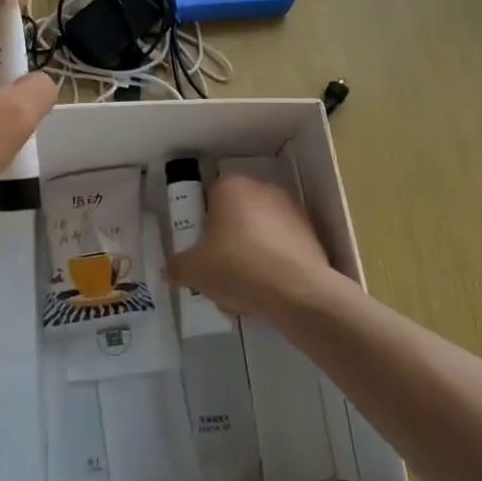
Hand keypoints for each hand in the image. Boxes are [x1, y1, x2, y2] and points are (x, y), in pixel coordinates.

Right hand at [167, 173, 337, 321]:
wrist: (297, 290)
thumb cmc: (237, 267)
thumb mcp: (194, 270)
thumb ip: (178, 266)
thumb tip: (171, 268)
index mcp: (230, 187)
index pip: (208, 200)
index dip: (202, 226)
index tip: (201, 251)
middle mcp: (262, 189)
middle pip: (235, 216)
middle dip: (227, 242)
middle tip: (219, 272)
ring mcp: (291, 209)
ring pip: (259, 234)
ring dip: (249, 256)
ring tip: (243, 292)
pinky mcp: (310, 233)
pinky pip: (281, 248)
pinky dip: (272, 265)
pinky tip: (266, 293)